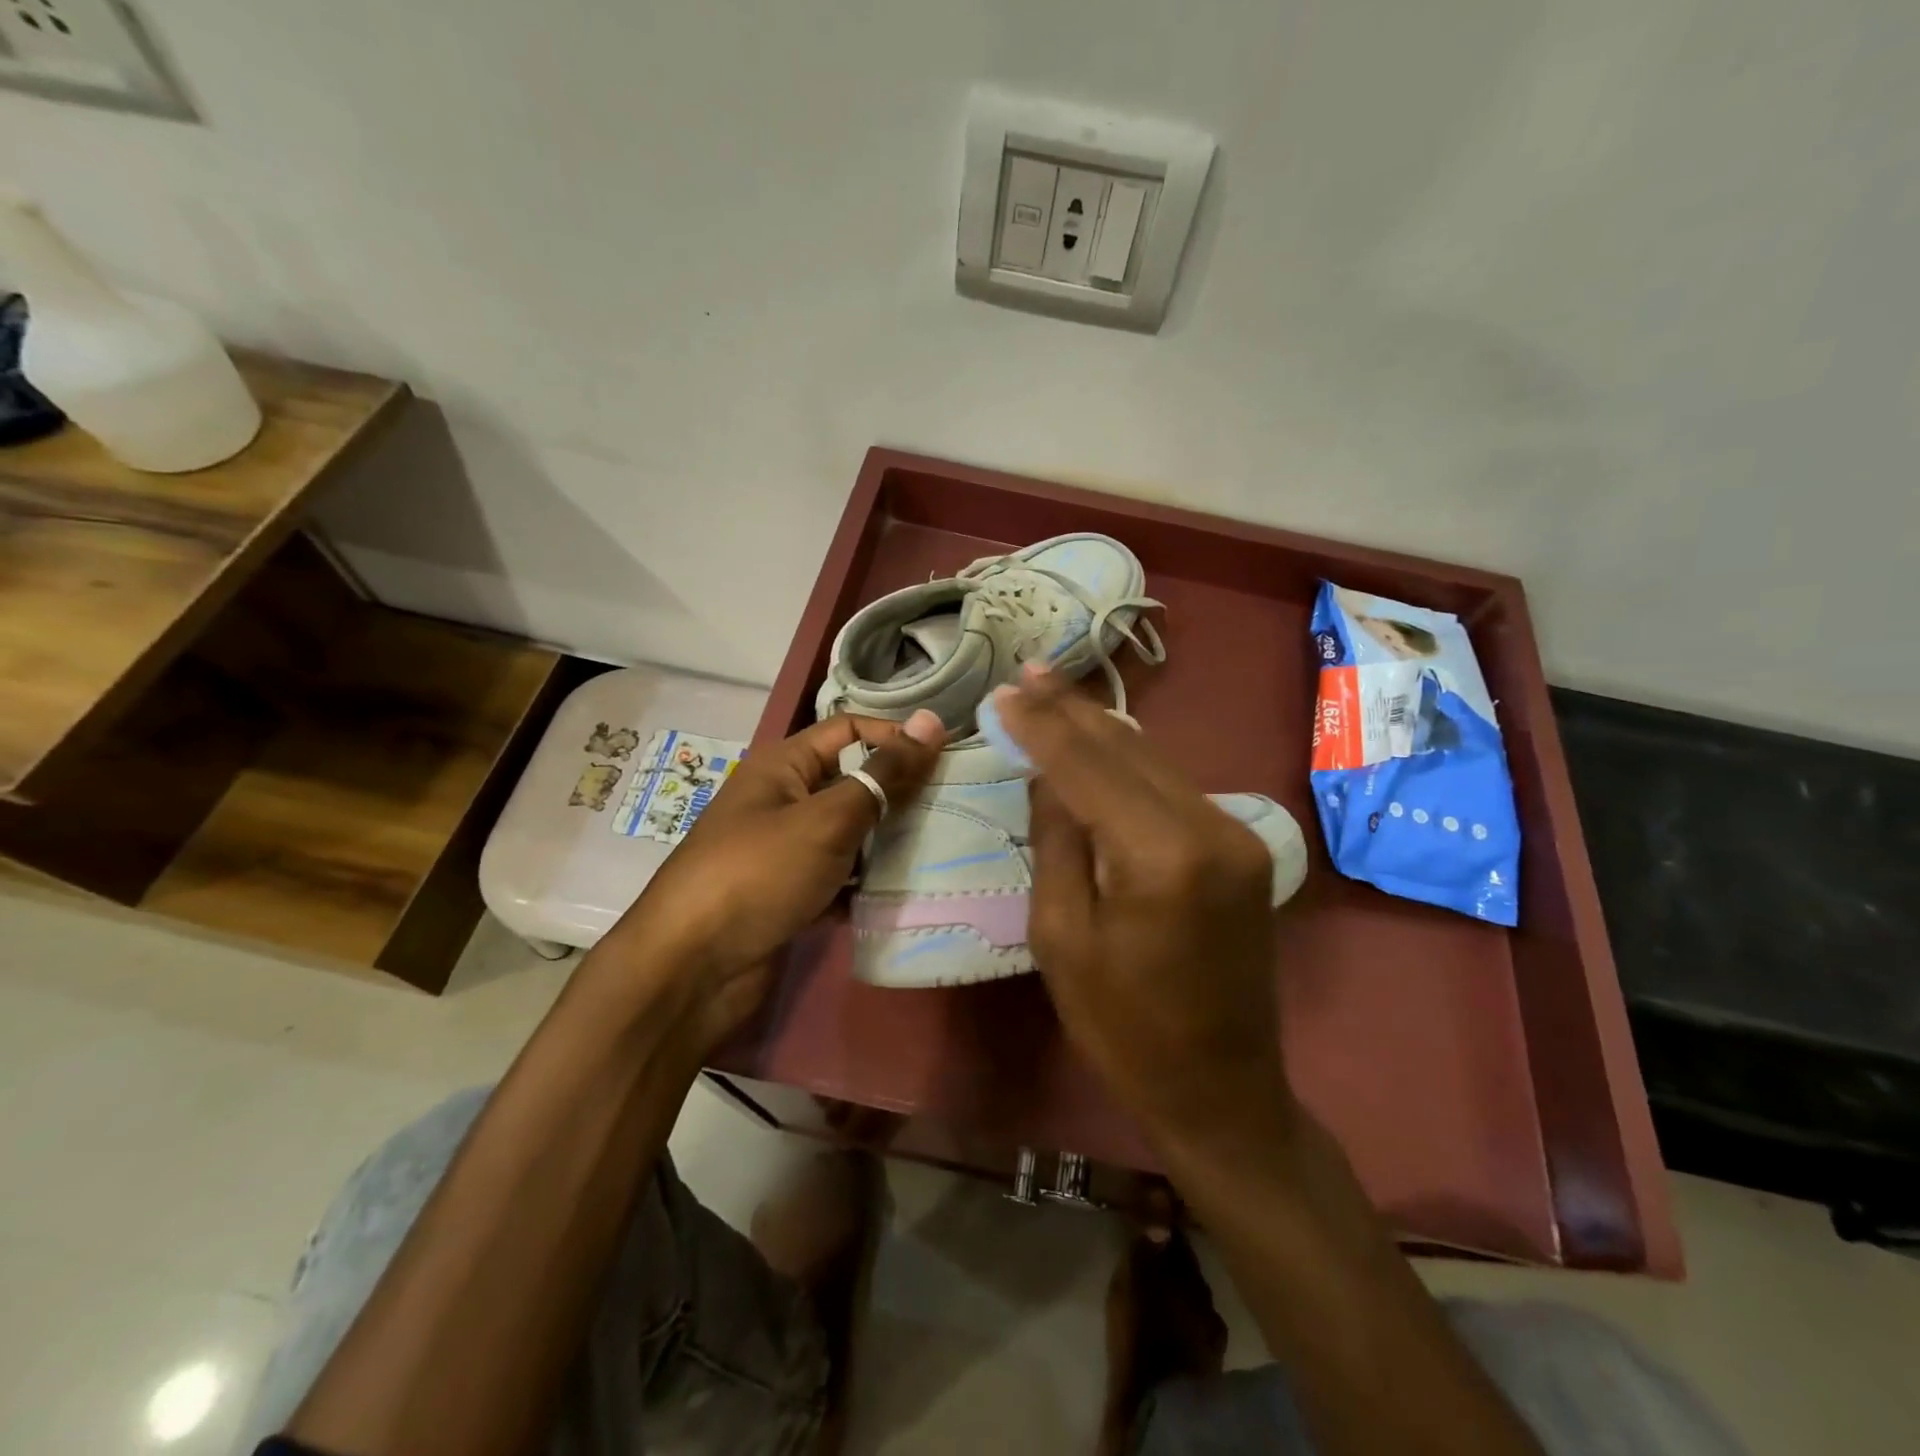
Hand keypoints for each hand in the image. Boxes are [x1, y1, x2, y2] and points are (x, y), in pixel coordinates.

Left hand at [595, 710, 944, 1046]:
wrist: (691, 970)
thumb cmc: (759, 874)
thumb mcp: (826, 819)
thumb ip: (882, 774)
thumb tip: (930, 722)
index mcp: (783, 765)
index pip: (849, 730)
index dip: (894, 737)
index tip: (946, 758)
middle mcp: (784, 800)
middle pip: (852, 782)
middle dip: (898, 793)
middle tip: (955, 806)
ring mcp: (786, 850)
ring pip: (850, 833)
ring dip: (887, 841)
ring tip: (942, 848)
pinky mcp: (791, 894)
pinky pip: (840, 877)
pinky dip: (866, 883)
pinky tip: (904, 892)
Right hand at [993, 669, 1295, 1142]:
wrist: (1221, 1089)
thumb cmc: (1124, 1028)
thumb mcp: (1062, 937)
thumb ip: (1057, 841)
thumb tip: (1049, 776)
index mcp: (1161, 855)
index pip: (1089, 766)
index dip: (1043, 724)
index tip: (1006, 690)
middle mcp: (1211, 827)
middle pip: (1129, 748)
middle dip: (1073, 710)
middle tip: (1029, 672)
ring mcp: (1237, 834)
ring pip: (1156, 760)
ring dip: (1102, 729)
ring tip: (1055, 695)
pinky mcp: (1243, 848)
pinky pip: (1174, 787)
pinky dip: (1132, 763)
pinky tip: (1100, 744)